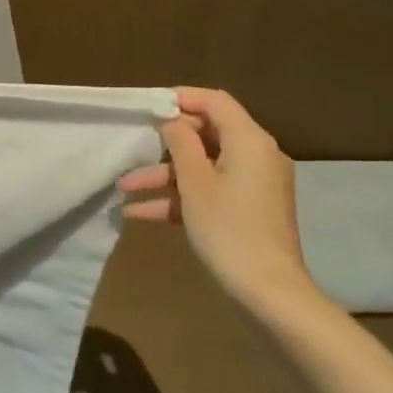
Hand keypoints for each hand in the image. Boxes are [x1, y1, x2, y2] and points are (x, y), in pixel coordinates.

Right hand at [118, 87, 317, 314]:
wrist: (269, 293)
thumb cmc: (229, 229)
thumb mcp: (195, 182)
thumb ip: (180, 143)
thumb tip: (172, 120)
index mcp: (249, 141)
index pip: (215, 102)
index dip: (182, 99)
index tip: (149, 108)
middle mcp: (256, 156)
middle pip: (207, 134)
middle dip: (165, 144)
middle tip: (133, 148)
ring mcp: (253, 185)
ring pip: (203, 167)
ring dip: (164, 176)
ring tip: (124, 188)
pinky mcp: (247, 210)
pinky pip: (210, 191)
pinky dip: (180, 198)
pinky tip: (139, 213)